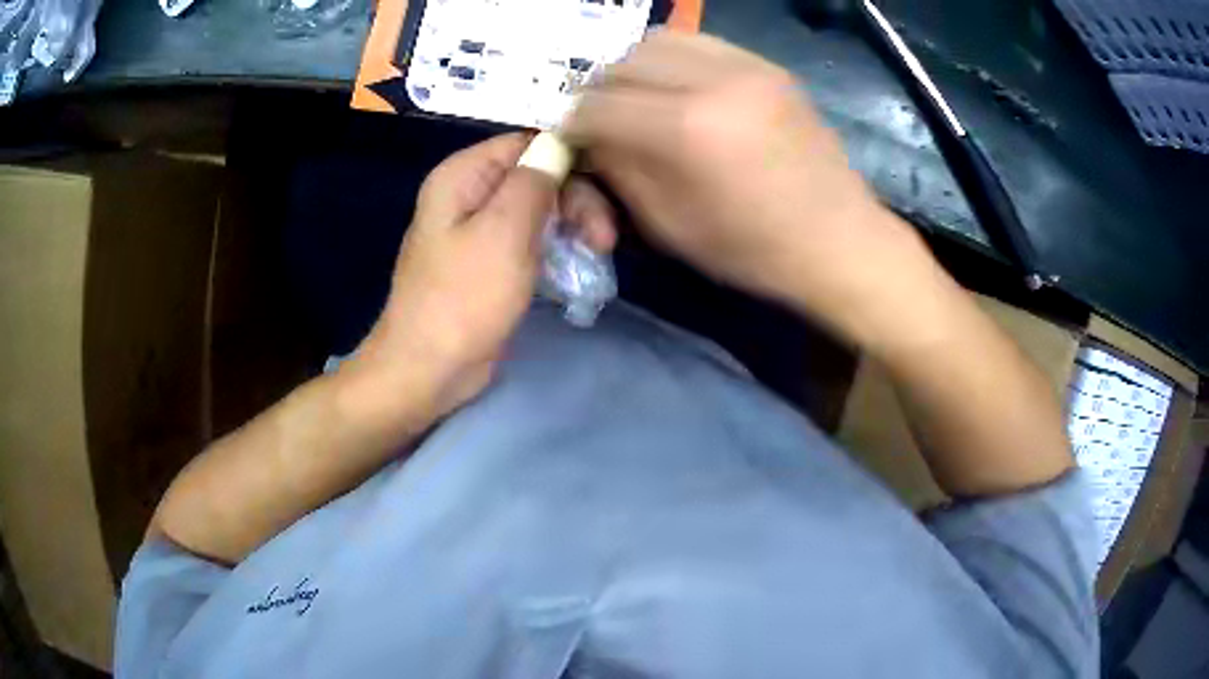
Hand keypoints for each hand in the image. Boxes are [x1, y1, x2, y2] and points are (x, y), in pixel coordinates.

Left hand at [350, 134, 616, 421]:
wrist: (428, 370)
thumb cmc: (463, 299)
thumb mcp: (504, 232)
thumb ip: (534, 180)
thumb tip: (560, 143)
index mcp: (463, 175)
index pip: (527, 143)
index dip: (568, 161)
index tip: (602, 193)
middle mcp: (468, 194)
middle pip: (537, 177)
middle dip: (576, 203)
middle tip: (604, 242)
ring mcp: (478, 230)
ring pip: (538, 210)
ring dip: (572, 228)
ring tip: (596, 258)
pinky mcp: (489, 262)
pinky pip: (529, 240)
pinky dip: (555, 250)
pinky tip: (576, 270)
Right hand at [562, 31, 937, 344]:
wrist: (839, 241)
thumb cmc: (753, 250)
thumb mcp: (668, 225)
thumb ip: (619, 170)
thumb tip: (590, 135)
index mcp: (685, 130)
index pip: (595, 104)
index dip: (573, 123)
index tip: (574, 140)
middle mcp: (713, 81)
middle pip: (621, 62)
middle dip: (600, 91)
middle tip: (603, 120)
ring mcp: (747, 66)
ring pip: (658, 41)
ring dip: (635, 68)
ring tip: (639, 100)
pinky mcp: (768, 66)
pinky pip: (701, 44)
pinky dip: (675, 61)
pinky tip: (680, 89)